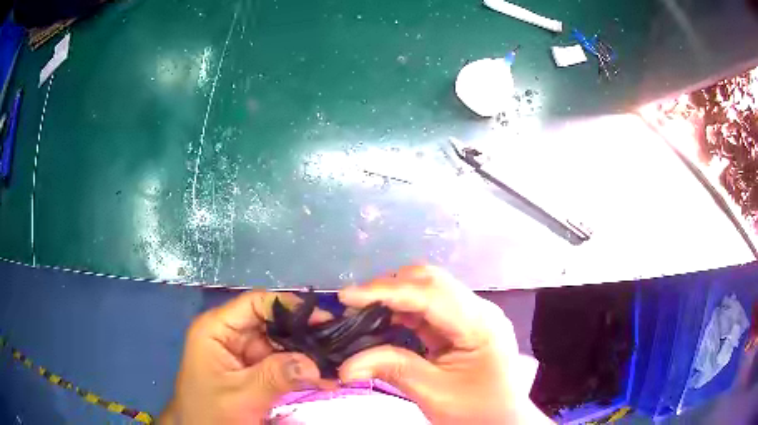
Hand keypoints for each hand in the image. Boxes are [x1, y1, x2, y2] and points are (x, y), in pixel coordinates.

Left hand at [160, 291, 332, 424]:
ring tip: (337, 363)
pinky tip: (324, 378)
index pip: (255, 304)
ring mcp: (243, 353)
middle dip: (303, 334)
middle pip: (272, 323)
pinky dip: (301, 371)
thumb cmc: (210, 413)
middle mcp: (231, 335)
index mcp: (217, 329)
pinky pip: (281, 364)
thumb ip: (274, 378)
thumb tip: (313, 363)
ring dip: (306, 355)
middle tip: (338, 345)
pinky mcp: (253, 370)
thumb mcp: (239, 397)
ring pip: (280, 344)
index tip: (324, 319)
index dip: (289, 307)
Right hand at [338, 265, 551, 423]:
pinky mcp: (463, 325)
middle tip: (353, 304)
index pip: (430, 295)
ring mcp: (473, 315)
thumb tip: (346, 365)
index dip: (386, 292)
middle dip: (389, 288)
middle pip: (431, 281)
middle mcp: (480, 310)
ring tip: (362, 310)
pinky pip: (430, 308)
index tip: (347, 297)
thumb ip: (393, 369)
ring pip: (429, 290)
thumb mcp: (435, 394)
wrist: (502, 422)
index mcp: (480, 324)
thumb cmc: (477, 412)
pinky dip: (404, 310)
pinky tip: (384, 319)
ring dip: (395, 296)